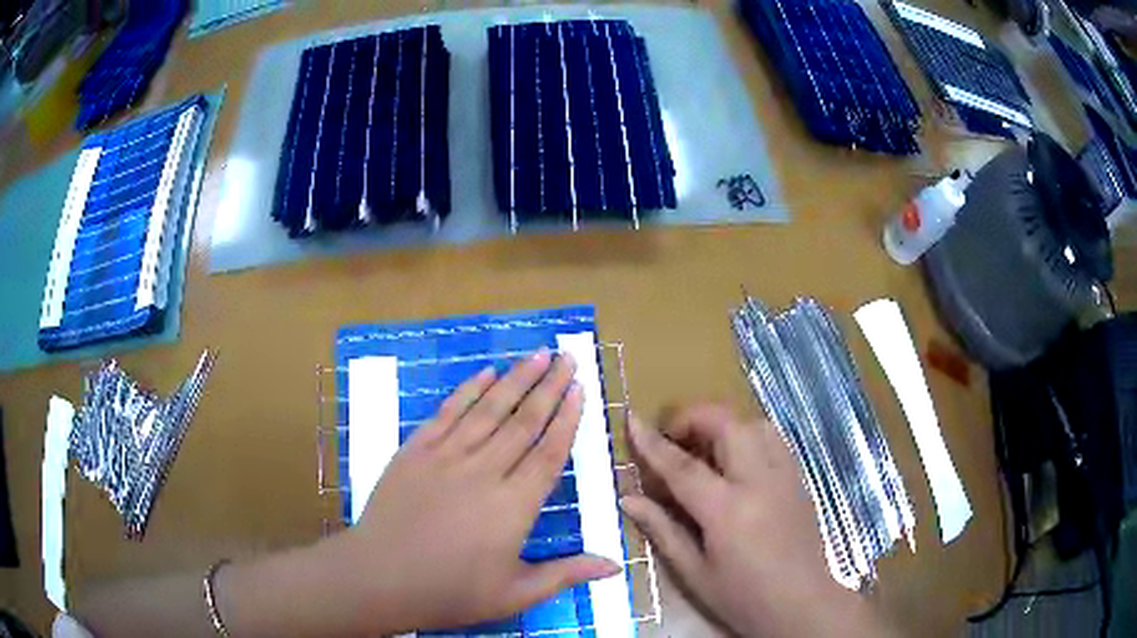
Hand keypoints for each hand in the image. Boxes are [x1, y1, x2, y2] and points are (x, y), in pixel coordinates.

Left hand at [329, 349, 619, 633]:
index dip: (567, 419)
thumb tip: (616, 566)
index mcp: (513, 507)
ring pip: (488, 409)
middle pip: (524, 422)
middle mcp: (484, 472)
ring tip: (538, 353)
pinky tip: (485, 372)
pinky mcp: (415, 451)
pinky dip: (467, 390)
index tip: (580, 388)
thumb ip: (566, 574)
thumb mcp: (515, 593)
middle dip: (549, 386)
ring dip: (515, 379)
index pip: (548, 453)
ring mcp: (446, 457)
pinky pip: (447, 413)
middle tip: (568, 356)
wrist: (379, 578)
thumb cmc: (450, 591)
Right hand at [621, 405, 892, 637]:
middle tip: (672, 439)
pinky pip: (772, 439)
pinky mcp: (799, 479)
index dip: (653, 442)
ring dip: (723, 425)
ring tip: (704, 450)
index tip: (631, 419)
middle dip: (693, 418)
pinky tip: (736, 462)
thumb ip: (662, 529)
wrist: (801, 603)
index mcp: (727, 510)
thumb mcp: (694, 572)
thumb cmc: (742, 596)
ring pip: (753, 423)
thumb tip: (629, 499)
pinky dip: (747, 436)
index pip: (682, 465)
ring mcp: (784, 476)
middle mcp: (759, 481)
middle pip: (725, 424)